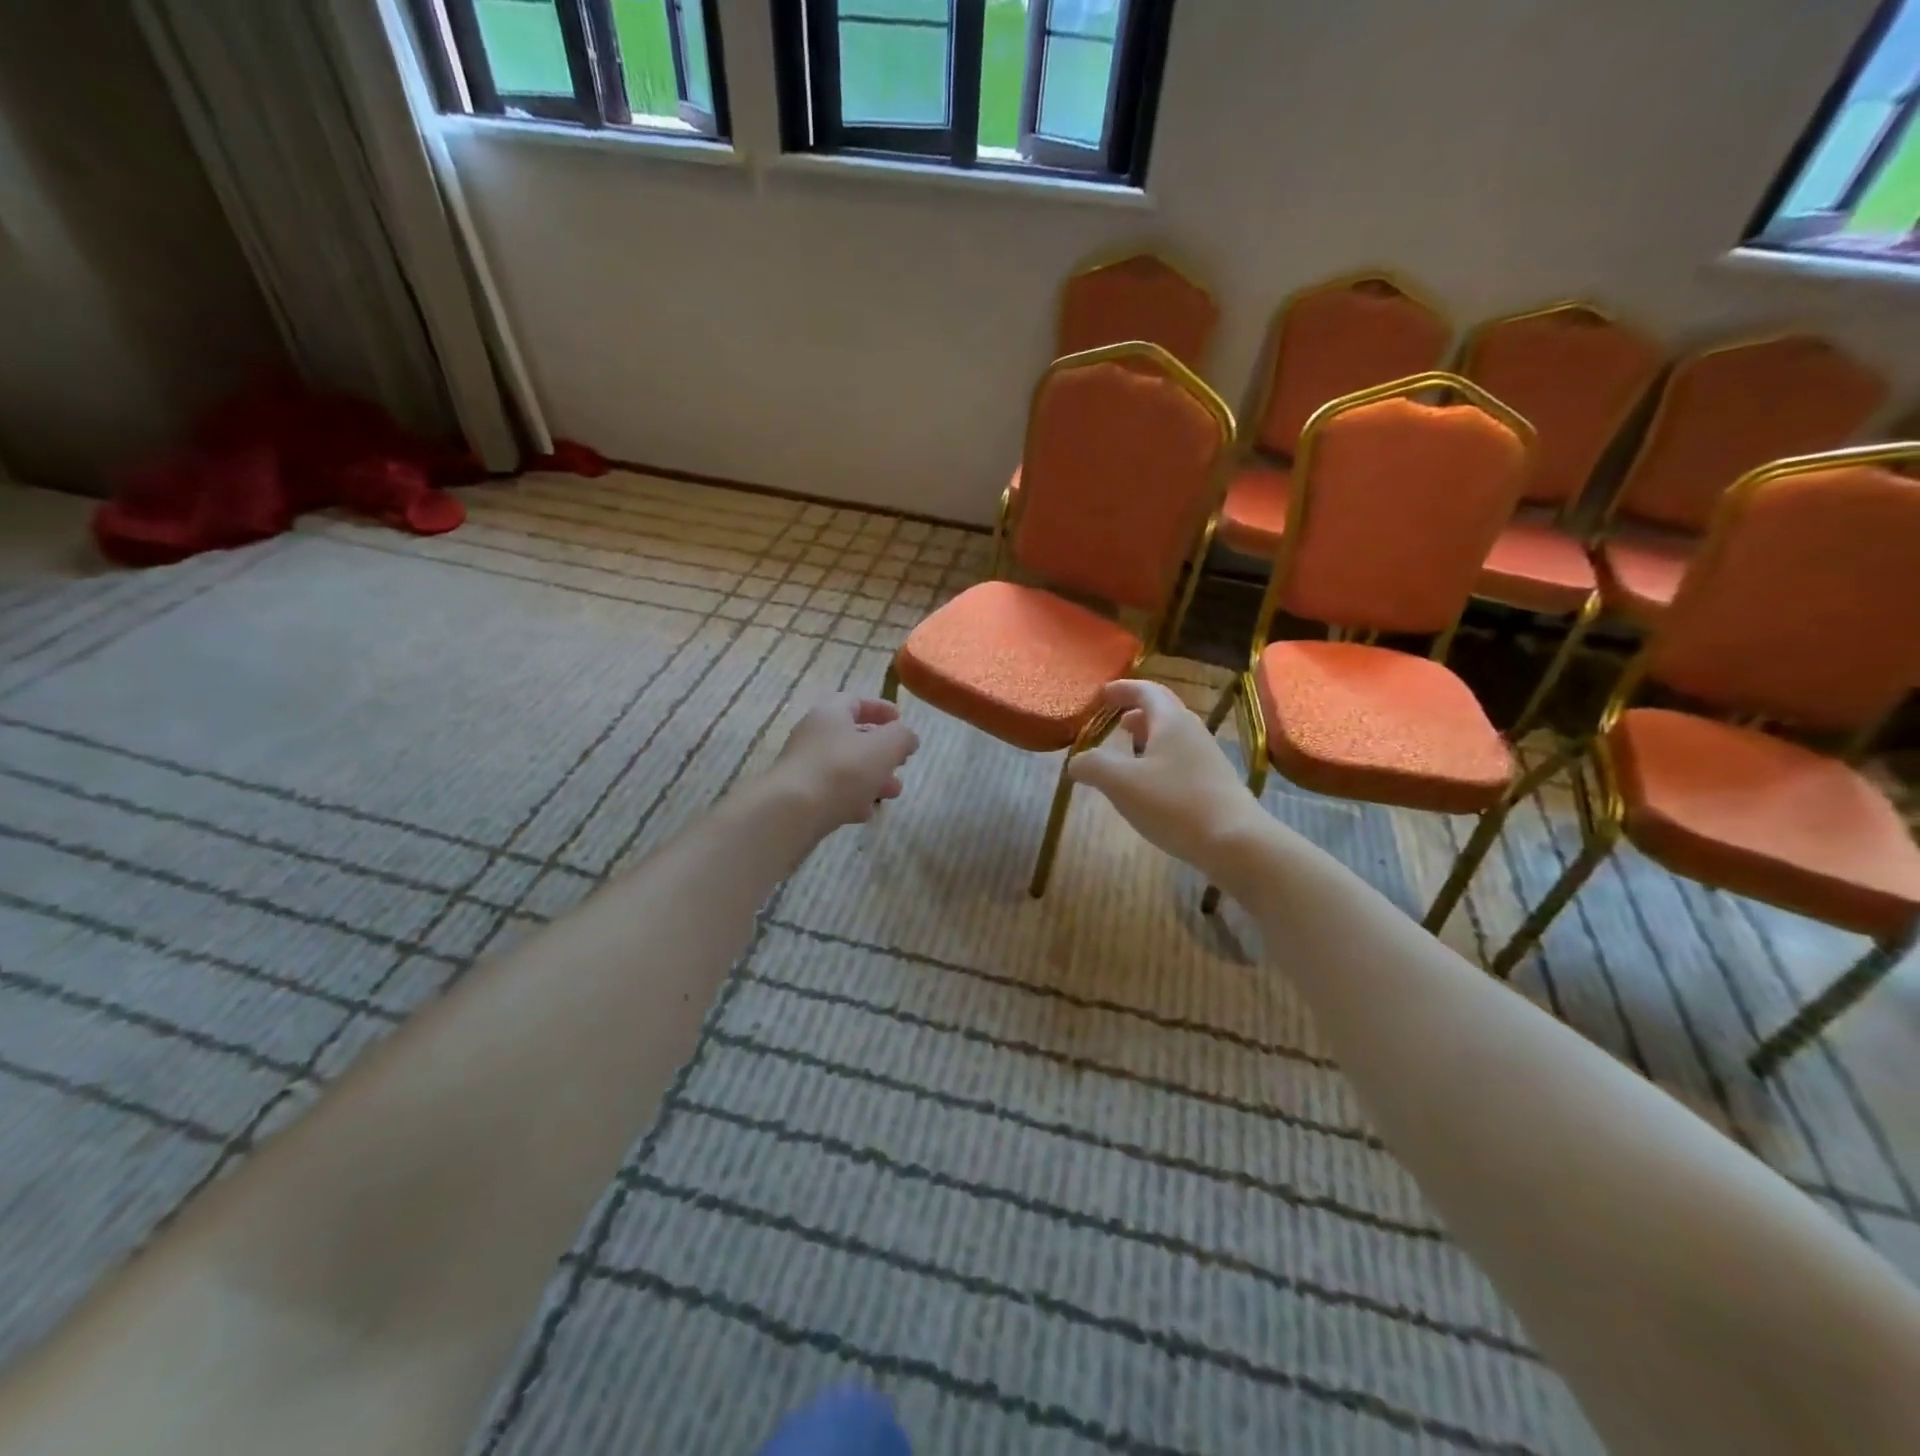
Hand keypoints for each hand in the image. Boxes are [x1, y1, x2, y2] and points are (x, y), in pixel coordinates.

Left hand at [769, 693, 919, 832]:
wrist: (791, 812)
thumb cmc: (842, 770)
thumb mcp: (884, 747)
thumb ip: (902, 737)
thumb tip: (908, 737)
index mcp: (830, 714)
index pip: (856, 702)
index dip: (880, 708)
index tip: (900, 719)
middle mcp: (813, 735)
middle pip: (852, 737)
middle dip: (881, 752)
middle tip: (901, 762)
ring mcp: (804, 767)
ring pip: (845, 767)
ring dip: (871, 777)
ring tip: (892, 793)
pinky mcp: (800, 796)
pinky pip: (831, 792)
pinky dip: (851, 798)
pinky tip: (865, 813)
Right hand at [1068, 680, 1268, 882]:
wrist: (1235, 842)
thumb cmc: (1174, 804)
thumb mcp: (1120, 783)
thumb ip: (1093, 765)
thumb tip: (1077, 761)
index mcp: (1171, 721)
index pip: (1147, 690)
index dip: (1122, 689)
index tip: (1102, 695)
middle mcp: (1193, 732)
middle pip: (1163, 712)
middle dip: (1136, 713)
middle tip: (1114, 723)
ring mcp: (1208, 759)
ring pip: (1173, 738)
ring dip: (1149, 738)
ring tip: (1128, 753)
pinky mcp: (1215, 784)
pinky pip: (1182, 761)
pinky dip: (1160, 761)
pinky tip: (1150, 786)